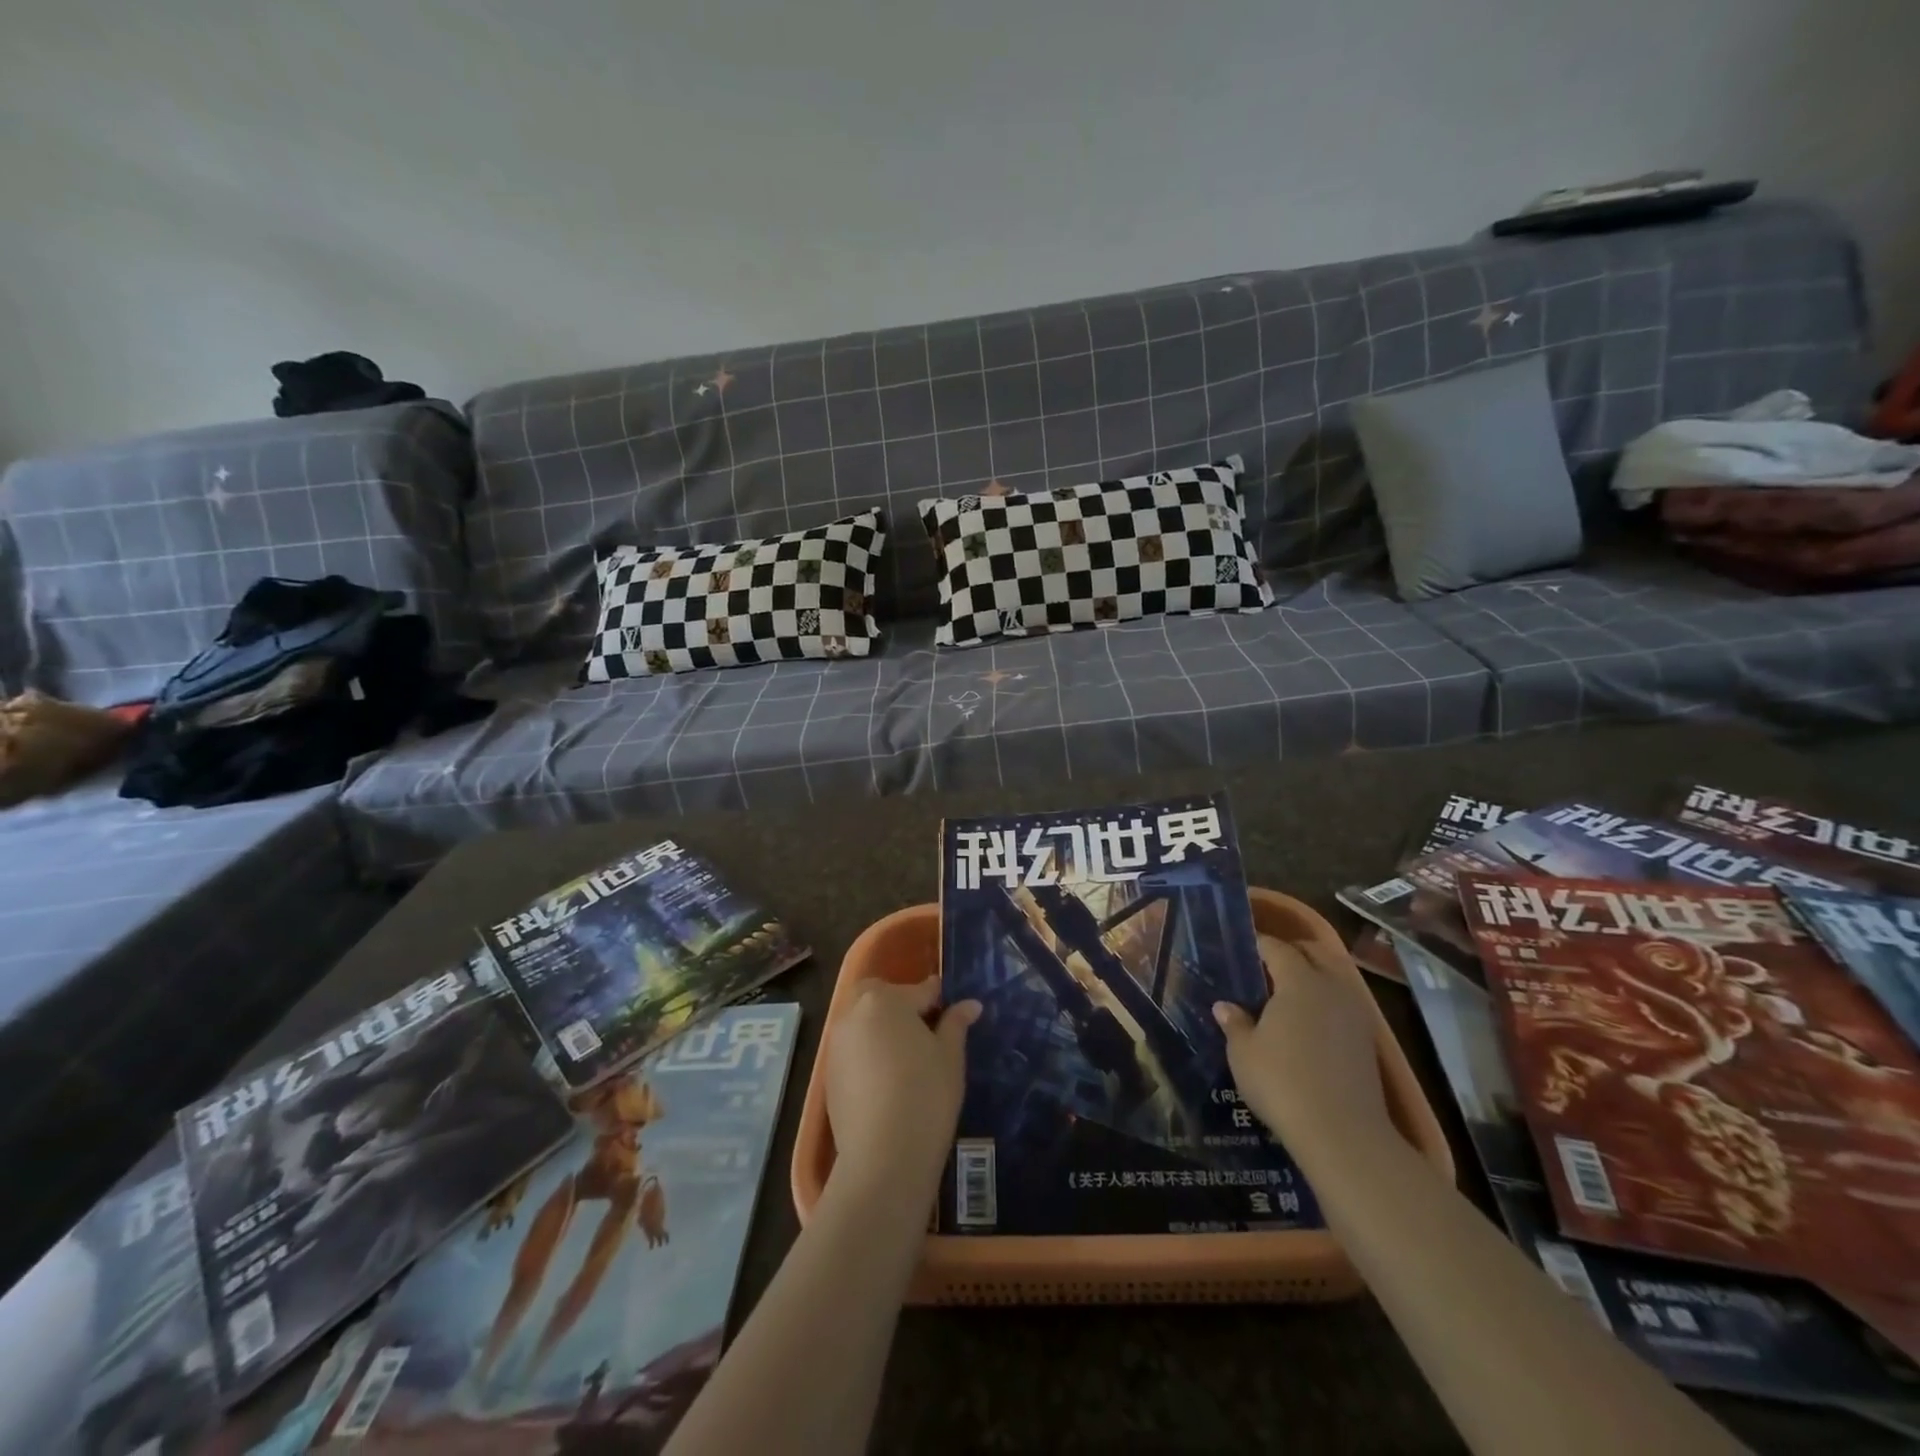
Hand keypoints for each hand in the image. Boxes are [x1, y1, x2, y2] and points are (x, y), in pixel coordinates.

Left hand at [826, 976, 979, 1192]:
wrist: (883, 1157)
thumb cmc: (925, 1095)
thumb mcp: (950, 1057)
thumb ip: (956, 1024)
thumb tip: (970, 1004)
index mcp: (885, 1000)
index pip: (918, 990)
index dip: (938, 998)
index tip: (953, 1010)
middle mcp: (854, 1013)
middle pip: (878, 995)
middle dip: (899, 1003)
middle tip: (924, 1028)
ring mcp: (837, 1044)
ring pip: (862, 1021)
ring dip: (881, 1026)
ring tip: (907, 1054)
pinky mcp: (829, 1074)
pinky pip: (852, 1049)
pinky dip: (868, 1051)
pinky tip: (887, 1077)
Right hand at [1213, 935, 1394, 1164]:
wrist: (1343, 1134)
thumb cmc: (1282, 1082)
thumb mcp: (1244, 1053)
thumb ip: (1235, 1023)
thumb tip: (1225, 1006)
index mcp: (1299, 981)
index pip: (1277, 948)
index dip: (1259, 944)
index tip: (1243, 947)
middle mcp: (1332, 987)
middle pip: (1315, 954)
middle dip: (1292, 952)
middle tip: (1267, 965)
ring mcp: (1356, 1014)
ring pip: (1335, 978)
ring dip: (1314, 976)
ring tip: (1288, 994)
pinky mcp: (1368, 1040)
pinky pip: (1344, 1003)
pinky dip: (1326, 1001)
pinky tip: (1309, 1023)